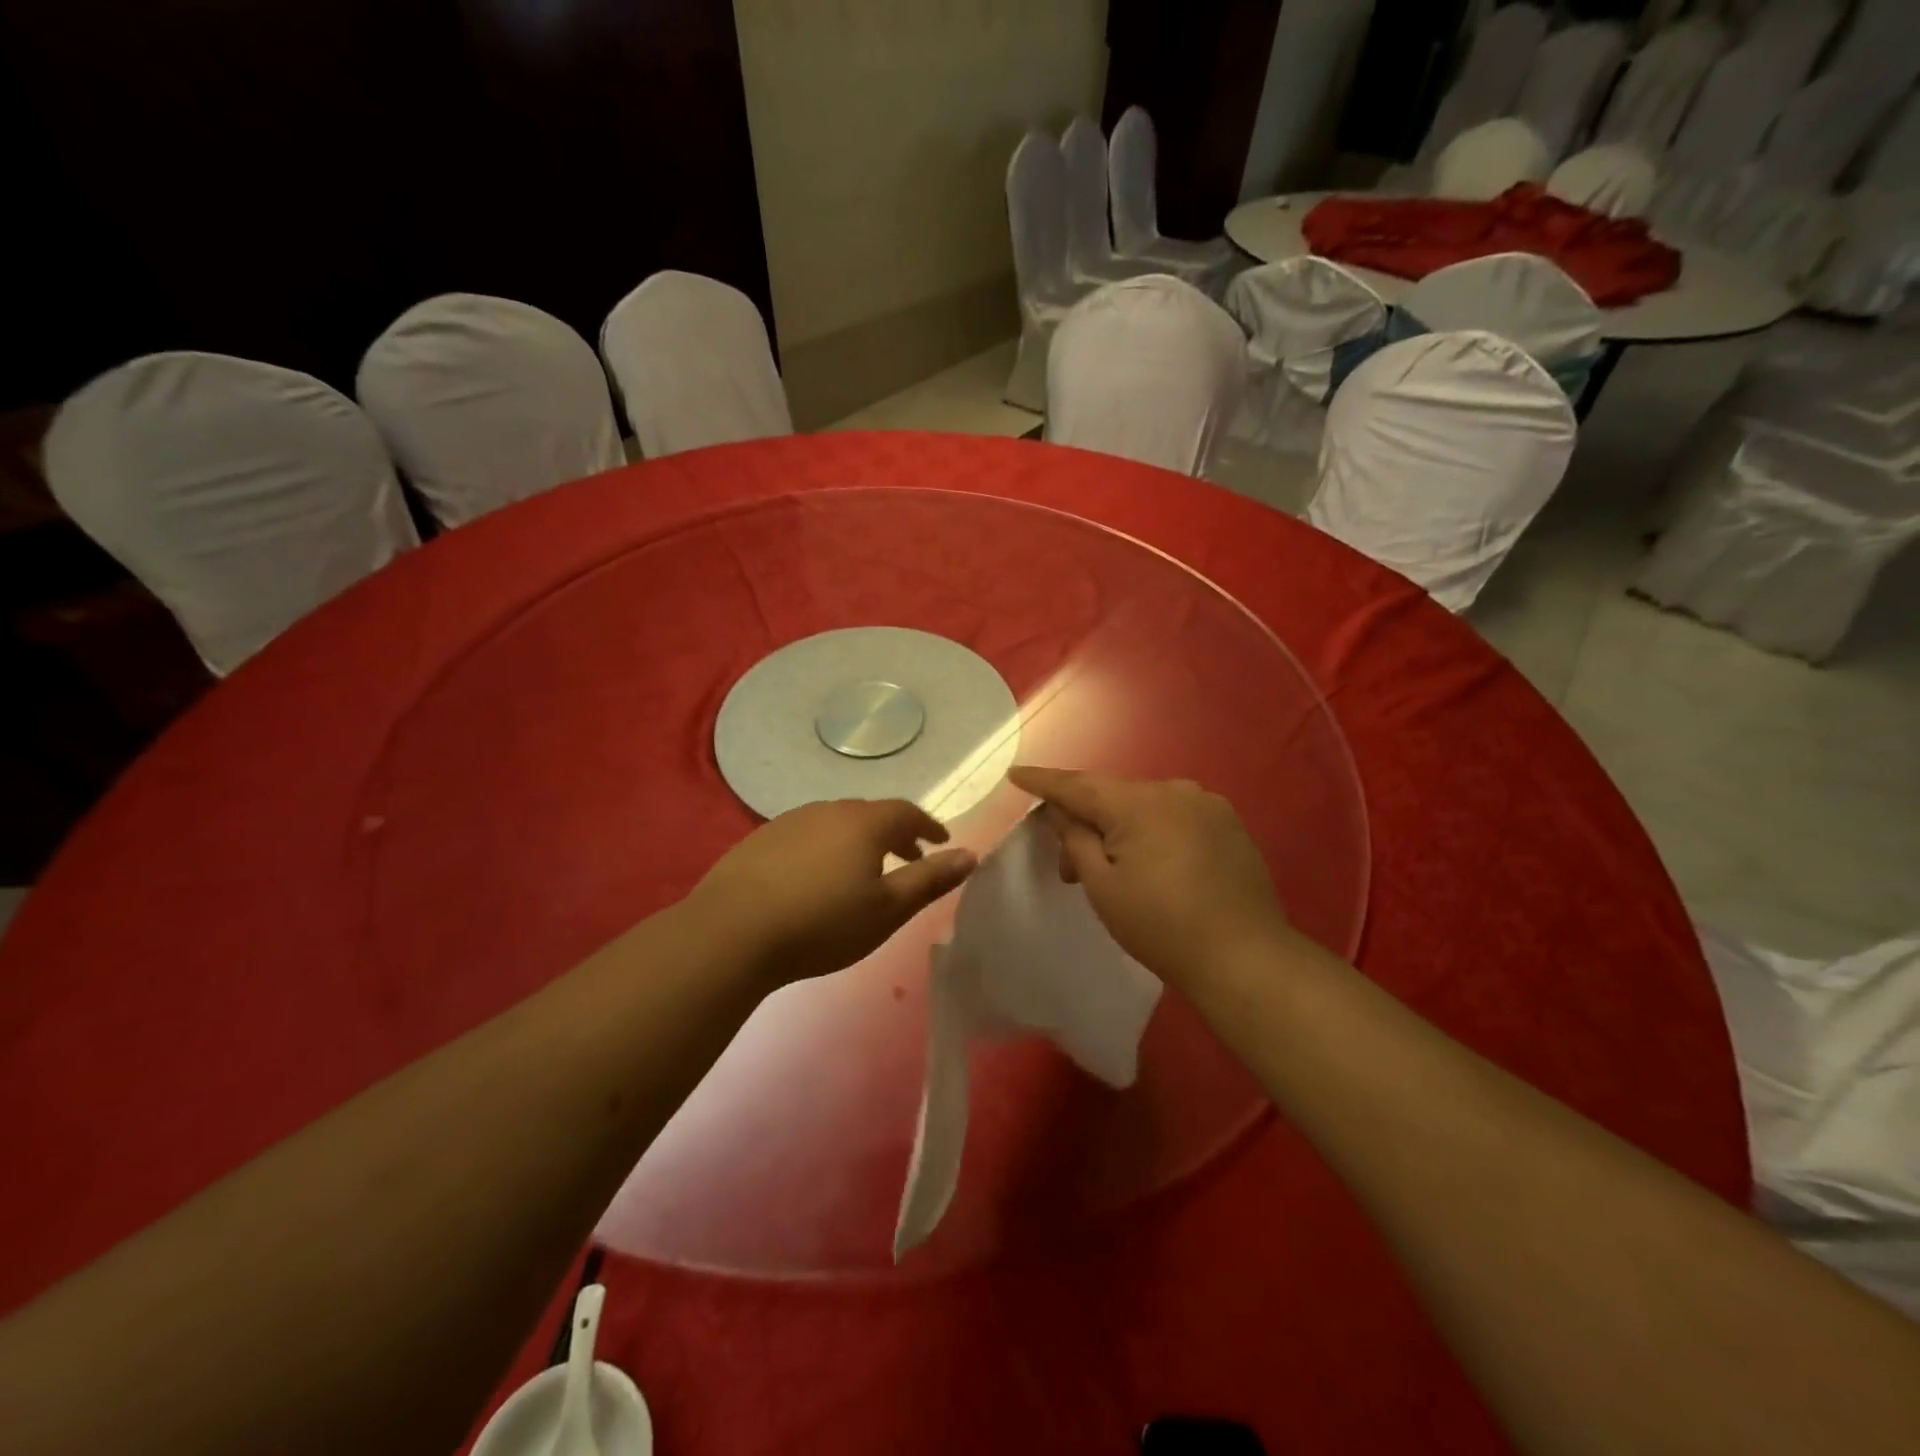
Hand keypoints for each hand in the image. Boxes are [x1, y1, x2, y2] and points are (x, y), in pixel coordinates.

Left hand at [687, 799, 975, 986]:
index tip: (940, 841)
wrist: (732, 932)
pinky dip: (825, 848)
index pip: (906, 812)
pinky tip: (815, 877)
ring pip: (836, 823)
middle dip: (895, 833)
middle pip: (871, 814)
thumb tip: (971, 854)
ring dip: (858, 840)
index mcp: (864, 822)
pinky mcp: (760, 839)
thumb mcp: (887, 910)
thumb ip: (930, 880)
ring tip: (863, 870)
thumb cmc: (822, 923)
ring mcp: (790, 821)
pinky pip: (806, 834)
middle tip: (907, 858)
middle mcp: (828, 810)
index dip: (928, 826)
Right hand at [1010, 768, 1291, 987]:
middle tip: (1069, 869)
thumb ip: (1075, 839)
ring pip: (1146, 807)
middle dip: (1087, 824)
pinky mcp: (1229, 824)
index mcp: (1138, 803)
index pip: (1077, 785)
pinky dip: (1156, 833)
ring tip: (1117, 873)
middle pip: (1113, 798)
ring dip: (1123, 830)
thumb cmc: (1161, 926)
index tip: (1015, 773)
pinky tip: (1158, 868)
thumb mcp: (1102, 887)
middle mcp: (1174, 790)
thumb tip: (1063, 812)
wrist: (1244, 956)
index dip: (1043, 781)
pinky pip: (1177, 817)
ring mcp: (1207, 804)